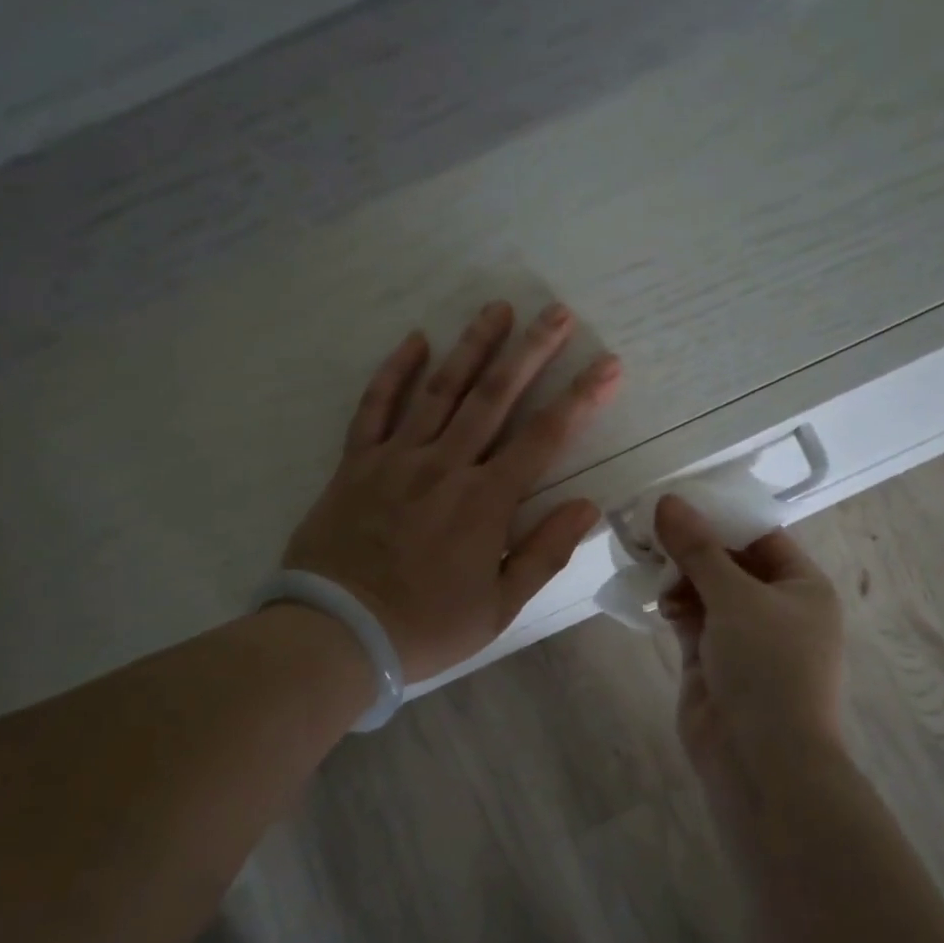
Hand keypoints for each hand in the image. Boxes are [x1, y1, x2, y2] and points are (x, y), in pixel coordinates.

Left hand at [283, 301, 621, 682]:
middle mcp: (446, 465)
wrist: (335, 634)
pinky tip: (415, 340)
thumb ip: (544, 552)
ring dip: (472, 346)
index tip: (608, 364)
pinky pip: (375, 407)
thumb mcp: (498, 607)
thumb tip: (587, 504)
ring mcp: (397, 458)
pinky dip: (395, 371)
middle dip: (531, 351)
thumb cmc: (424, 626)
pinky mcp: (356, 462)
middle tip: (557, 312)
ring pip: (440, 389)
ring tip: (498, 308)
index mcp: (486, 501)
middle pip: (495, 396)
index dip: (581, 397)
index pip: (545, 437)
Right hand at [654, 494, 845, 769]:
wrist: (763, 761)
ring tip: (647, 560)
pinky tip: (655, 598)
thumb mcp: (735, 596)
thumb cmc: (767, 666)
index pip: (760, 536)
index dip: (721, 516)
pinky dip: (674, 605)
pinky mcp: (714, 660)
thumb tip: (668, 500)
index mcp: (802, 586)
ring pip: (706, 590)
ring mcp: (744, 636)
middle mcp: (776, 607)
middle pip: (729, 561)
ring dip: (679, 576)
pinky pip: (692, 619)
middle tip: (650, 527)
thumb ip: (698, 548)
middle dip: (692, 546)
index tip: (677, 500)